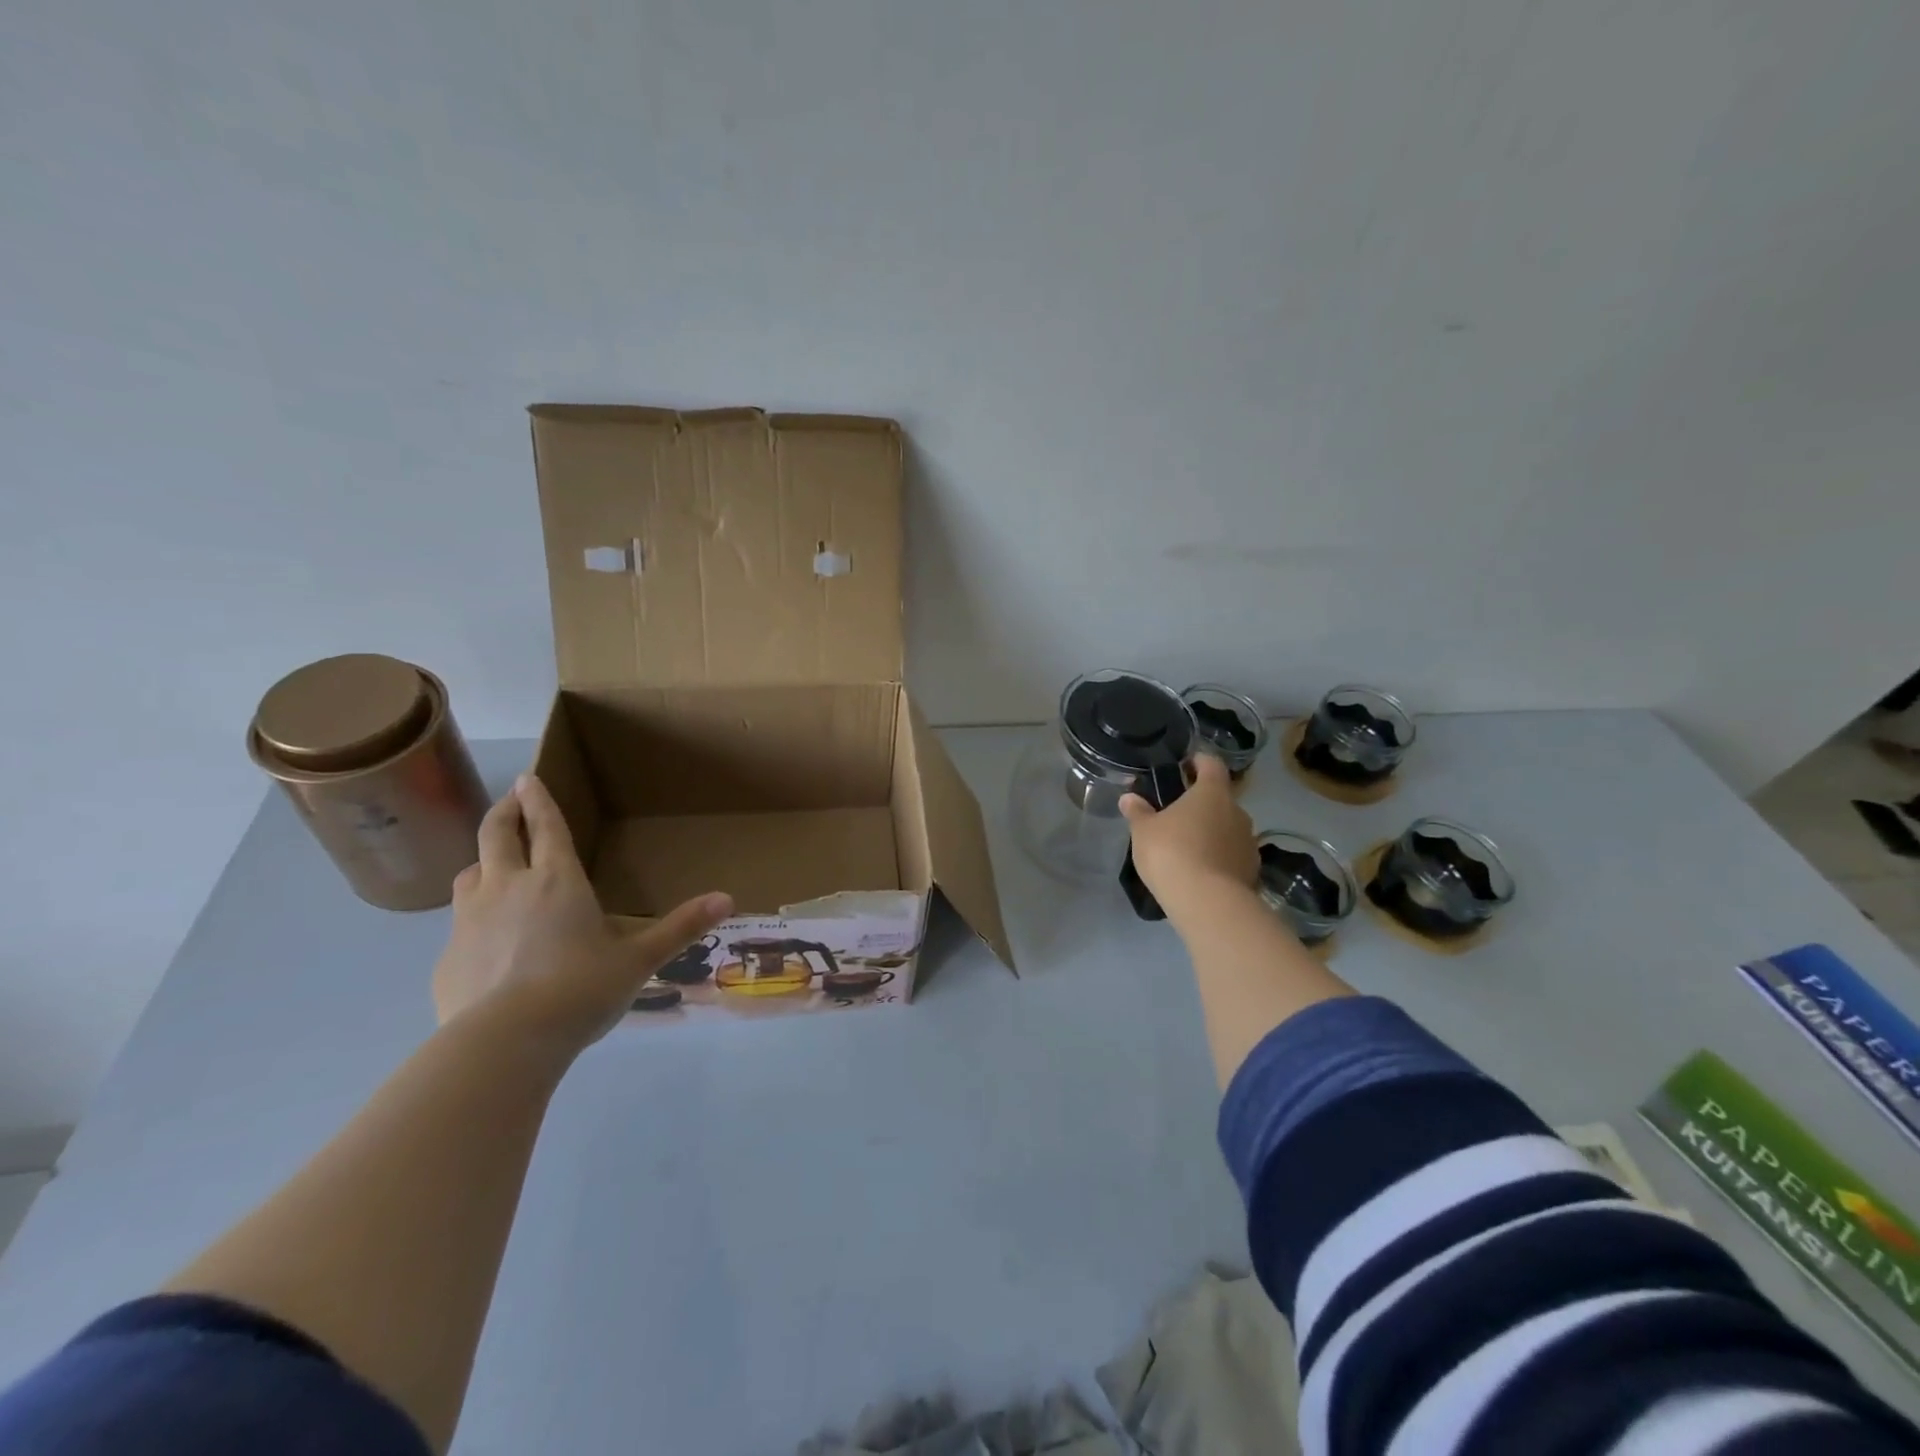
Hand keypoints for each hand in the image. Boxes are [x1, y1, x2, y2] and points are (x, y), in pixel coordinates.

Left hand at [432, 774, 732, 1054]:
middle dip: (504, 812)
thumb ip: (681, 927)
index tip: (526, 777)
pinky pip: (458, 923)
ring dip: (483, 862)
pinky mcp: (446, 957)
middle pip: (495, 835)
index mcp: (557, 881)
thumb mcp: (639, 959)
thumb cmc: (581, 989)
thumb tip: (728, 899)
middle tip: (509, 801)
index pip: (546, 827)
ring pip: (468, 873)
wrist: (503, 1043)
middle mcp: (508, 887)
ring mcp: (469, 920)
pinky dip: (472, 917)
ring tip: (494, 869)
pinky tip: (485, 942)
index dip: (538, 799)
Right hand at [1118, 754, 1259, 916]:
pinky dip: (1219, 857)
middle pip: (1220, 799)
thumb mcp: (1144, 831)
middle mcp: (1237, 811)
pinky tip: (1202, 870)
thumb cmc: (1172, 853)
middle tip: (1178, 814)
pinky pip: (1232, 854)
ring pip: (1228, 828)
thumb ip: (1138, 812)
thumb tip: (1129, 798)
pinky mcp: (1252, 869)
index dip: (1199, 761)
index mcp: (1212, 793)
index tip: (1187, 764)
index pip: (1211, 764)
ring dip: (1212, 831)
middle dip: (1202, 804)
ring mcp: (1248, 842)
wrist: (1207, 902)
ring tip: (1189, 846)